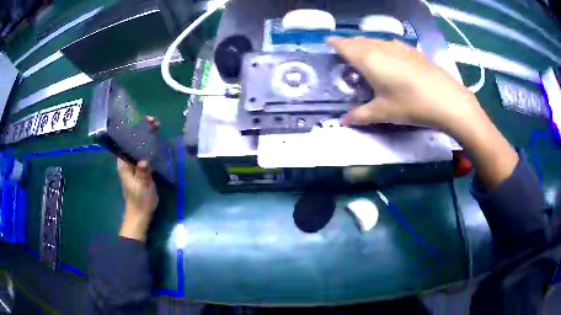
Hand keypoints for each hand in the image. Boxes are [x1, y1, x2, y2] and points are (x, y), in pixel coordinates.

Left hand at [118, 116, 159, 241]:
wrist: (140, 213)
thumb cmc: (140, 200)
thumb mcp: (143, 187)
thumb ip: (143, 173)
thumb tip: (144, 160)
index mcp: (123, 164)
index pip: (125, 141)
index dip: (133, 129)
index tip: (144, 122)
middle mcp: (126, 161)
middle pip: (132, 141)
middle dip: (141, 130)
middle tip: (154, 123)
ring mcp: (133, 164)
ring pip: (138, 146)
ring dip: (146, 136)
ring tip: (157, 128)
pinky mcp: (139, 168)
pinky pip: (143, 152)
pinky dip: (149, 145)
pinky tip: (156, 141)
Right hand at [327, 36, 483, 131]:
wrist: (447, 99)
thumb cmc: (410, 104)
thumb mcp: (383, 113)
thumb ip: (360, 115)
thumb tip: (344, 122)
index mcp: (368, 59)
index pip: (344, 45)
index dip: (334, 43)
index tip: (327, 43)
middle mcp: (380, 47)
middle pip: (358, 40)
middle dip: (349, 44)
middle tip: (344, 54)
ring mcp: (398, 46)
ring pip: (375, 41)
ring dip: (365, 45)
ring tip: (364, 55)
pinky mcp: (412, 51)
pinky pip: (390, 44)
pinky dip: (382, 48)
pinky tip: (389, 58)